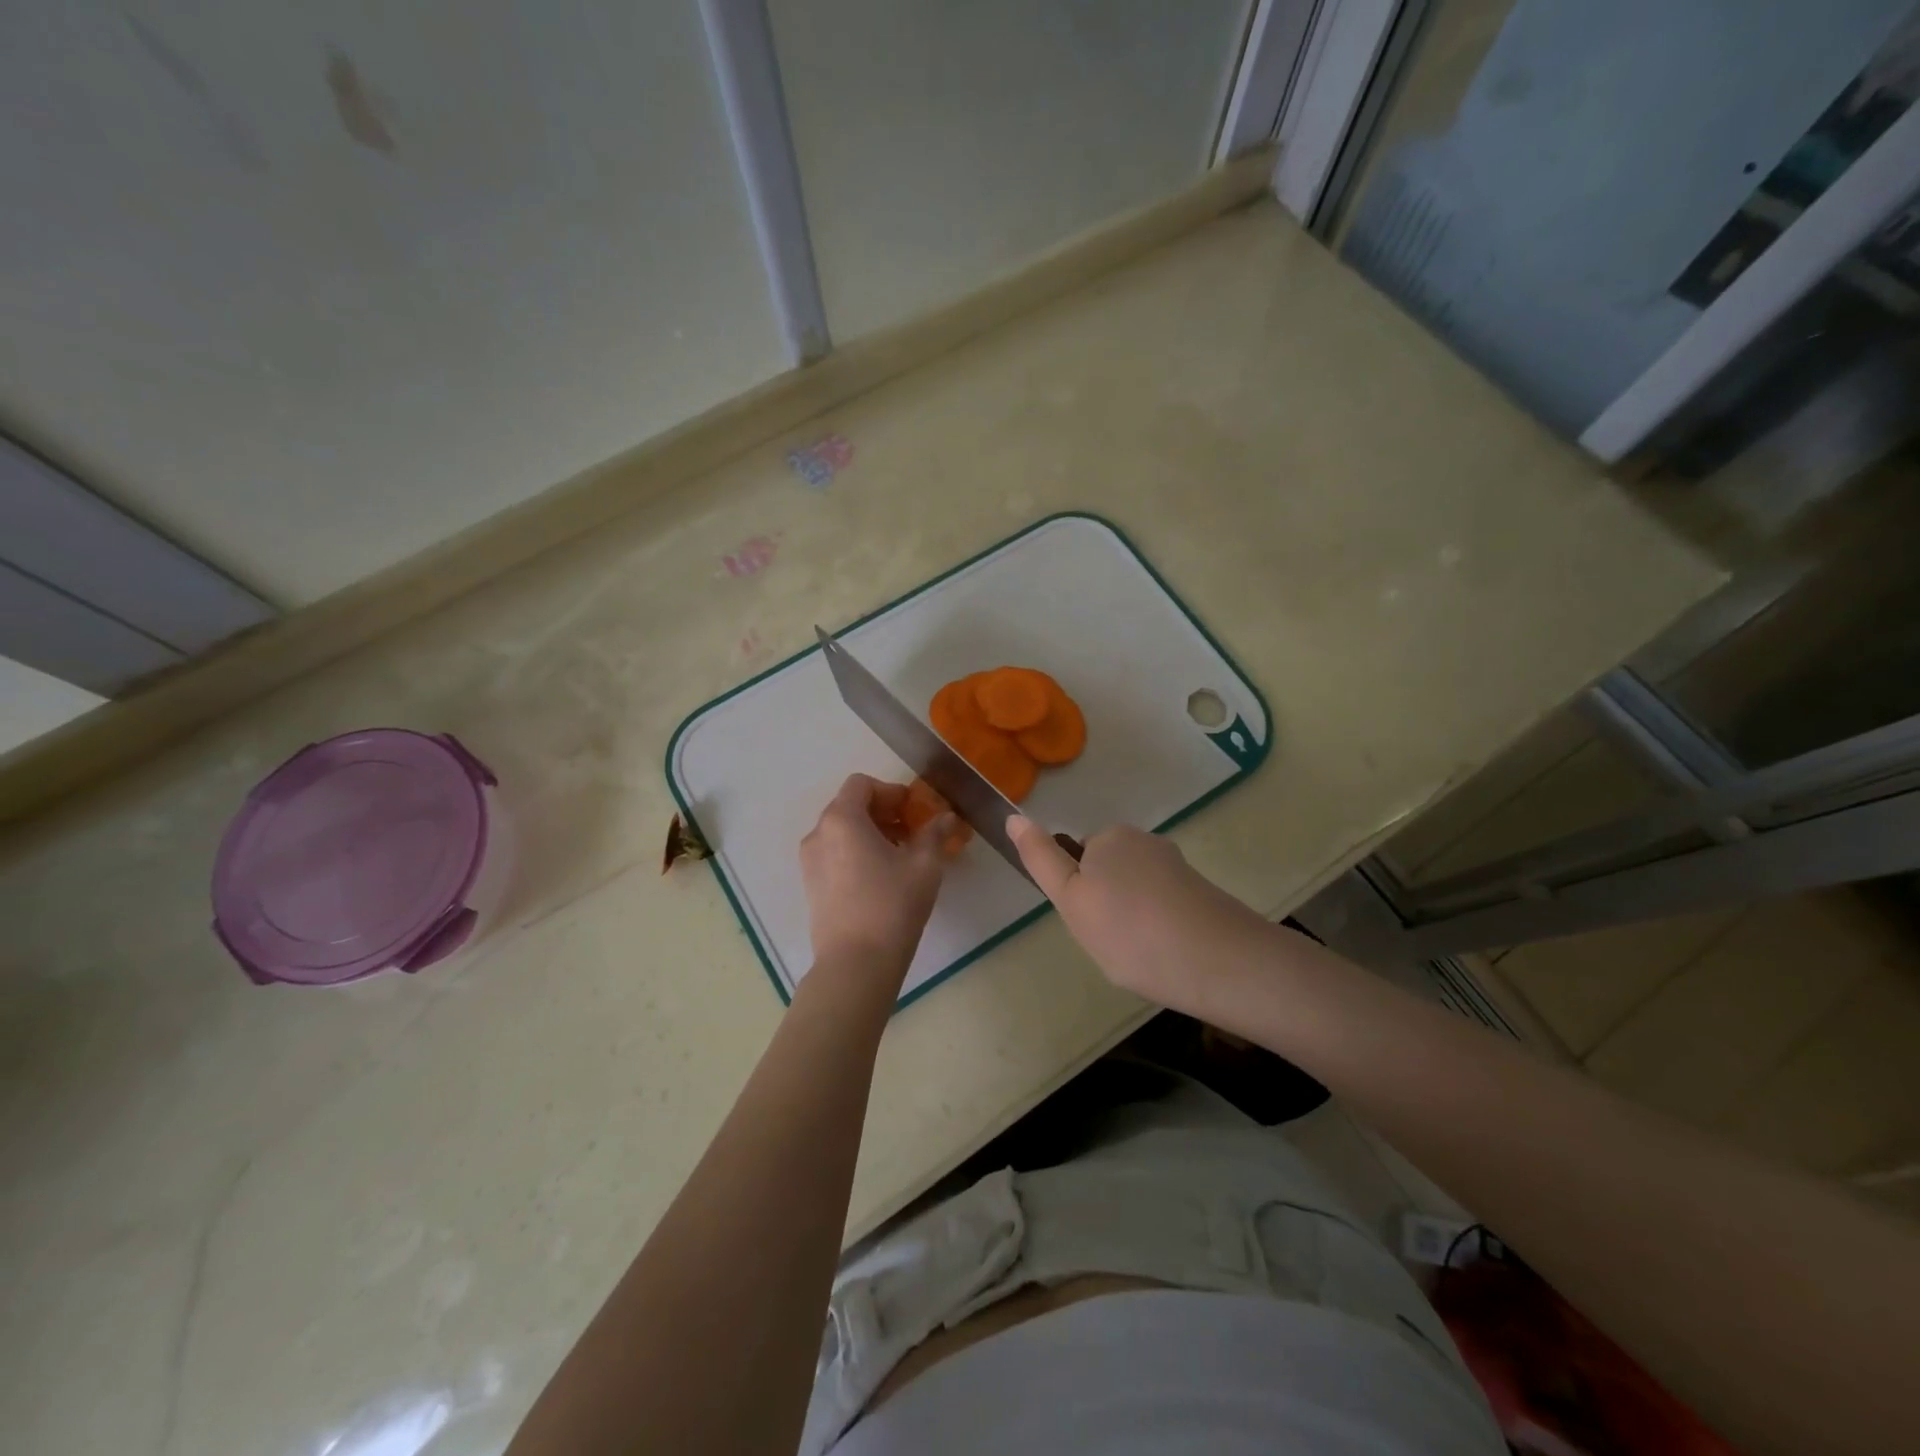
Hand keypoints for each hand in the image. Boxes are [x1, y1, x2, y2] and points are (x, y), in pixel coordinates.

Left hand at [801, 774, 954, 975]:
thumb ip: (935, 834)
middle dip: (883, 813)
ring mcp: (810, 862)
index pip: (861, 785)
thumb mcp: (924, 865)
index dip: (891, 791)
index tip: (914, 811)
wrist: (856, 964)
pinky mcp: (811, 886)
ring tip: (900, 857)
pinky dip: (856, 853)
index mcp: (842, 819)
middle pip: (850, 807)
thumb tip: (947, 818)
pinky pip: (834, 854)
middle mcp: (818, 834)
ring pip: (841, 832)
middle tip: (912, 832)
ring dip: (871, 833)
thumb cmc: (892, 905)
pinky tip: (881, 878)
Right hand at [1008, 818, 1275, 1020]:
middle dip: (1104, 905)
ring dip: (1132, 919)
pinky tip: (1166, 956)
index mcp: (1111, 837)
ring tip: (1140, 955)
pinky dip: (1158, 928)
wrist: (1219, 961)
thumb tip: (1013, 816)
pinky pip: (1163, 907)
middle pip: (1107, 873)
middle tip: (1109, 942)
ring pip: (1135, 893)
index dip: (1077, 895)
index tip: (1089, 923)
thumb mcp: (1070, 898)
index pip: (1077, 859)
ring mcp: (1177, 867)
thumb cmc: (1130, 931)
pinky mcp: (1201, 892)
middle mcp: (1145, 842)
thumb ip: (1041, 858)